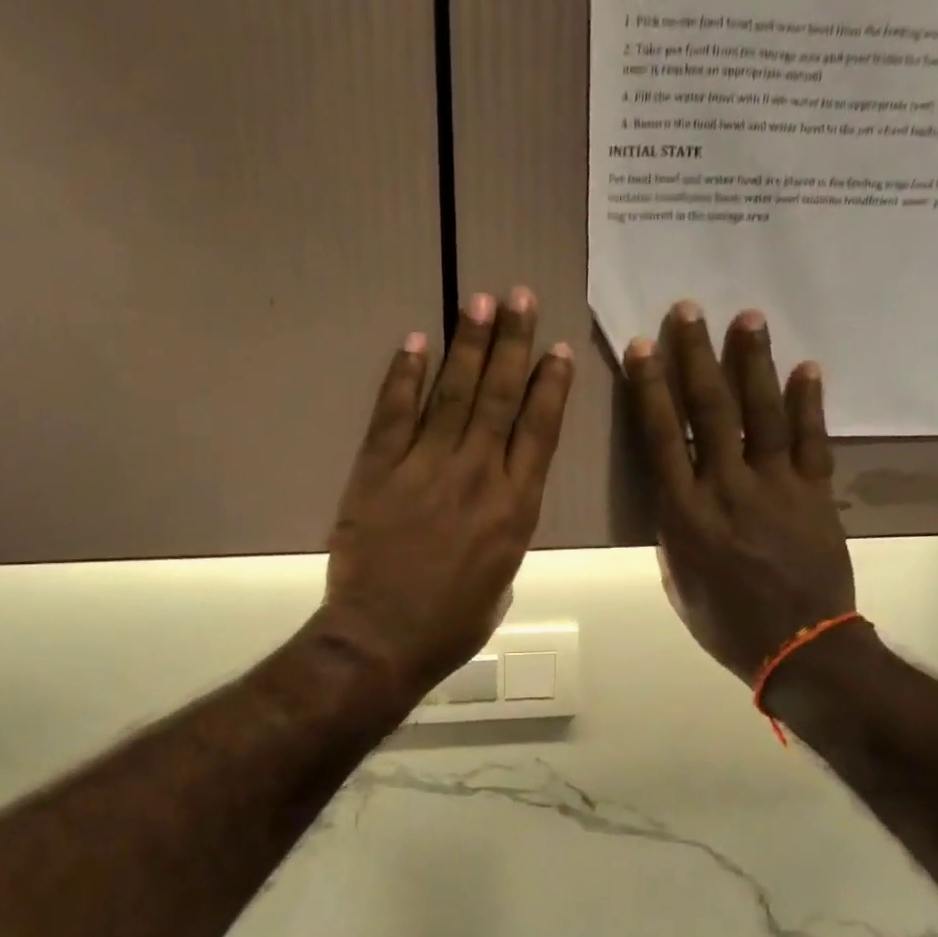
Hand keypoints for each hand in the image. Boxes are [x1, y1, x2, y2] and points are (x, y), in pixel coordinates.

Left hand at [322, 288, 574, 704]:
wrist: (382, 639)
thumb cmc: (450, 626)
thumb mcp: (500, 585)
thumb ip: (505, 539)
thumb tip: (497, 514)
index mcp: (516, 509)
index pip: (539, 432)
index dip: (551, 387)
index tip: (558, 350)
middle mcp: (478, 476)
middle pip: (500, 398)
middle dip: (513, 343)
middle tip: (519, 297)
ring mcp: (426, 469)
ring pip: (453, 394)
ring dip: (467, 345)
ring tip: (478, 300)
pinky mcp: (379, 471)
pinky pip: (394, 414)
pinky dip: (405, 376)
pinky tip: (415, 342)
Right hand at [624, 301, 855, 685]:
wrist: (800, 647)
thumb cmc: (726, 623)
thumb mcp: (679, 581)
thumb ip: (674, 531)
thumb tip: (678, 494)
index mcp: (684, 514)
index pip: (661, 437)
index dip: (650, 389)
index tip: (643, 347)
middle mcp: (726, 488)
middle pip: (709, 412)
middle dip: (695, 357)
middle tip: (688, 310)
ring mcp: (776, 487)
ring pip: (761, 414)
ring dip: (752, 363)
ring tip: (746, 317)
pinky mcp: (815, 493)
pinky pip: (812, 441)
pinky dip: (809, 403)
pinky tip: (807, 367)